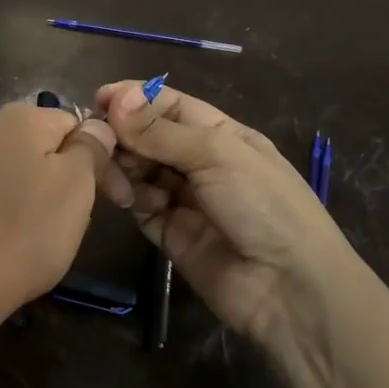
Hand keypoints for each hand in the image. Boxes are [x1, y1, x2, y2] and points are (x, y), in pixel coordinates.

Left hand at [0, 101, 116, 351]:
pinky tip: (6, 243)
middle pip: (41, 144)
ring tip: (42, 238)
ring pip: (14, 170)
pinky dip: (4, 212)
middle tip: (78, 221)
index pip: (75, 122)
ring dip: (36, 194)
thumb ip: (90, 148)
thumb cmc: (24, 231)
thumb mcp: (76, 185)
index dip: (99, 158)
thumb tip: (95, 126)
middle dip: (66, 175)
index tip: (115, 199)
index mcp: (20, 115)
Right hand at [96, 80, 356, 342]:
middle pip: (149, 138)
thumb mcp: (216, 155)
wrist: (290, 289)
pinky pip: (140, 206)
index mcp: (221, 135)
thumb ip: (160, 131)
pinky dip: (131, 198)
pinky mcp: (170, 234)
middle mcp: (201, 163)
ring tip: (113, 174)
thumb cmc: (263, 204)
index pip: (170, 106)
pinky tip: (129, 199)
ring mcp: (185, 200)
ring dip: (123, 166)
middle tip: (98, 140)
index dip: (136, 99)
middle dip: (124, 135)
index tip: (98, 99)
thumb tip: (117, 98)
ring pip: (140, 171)